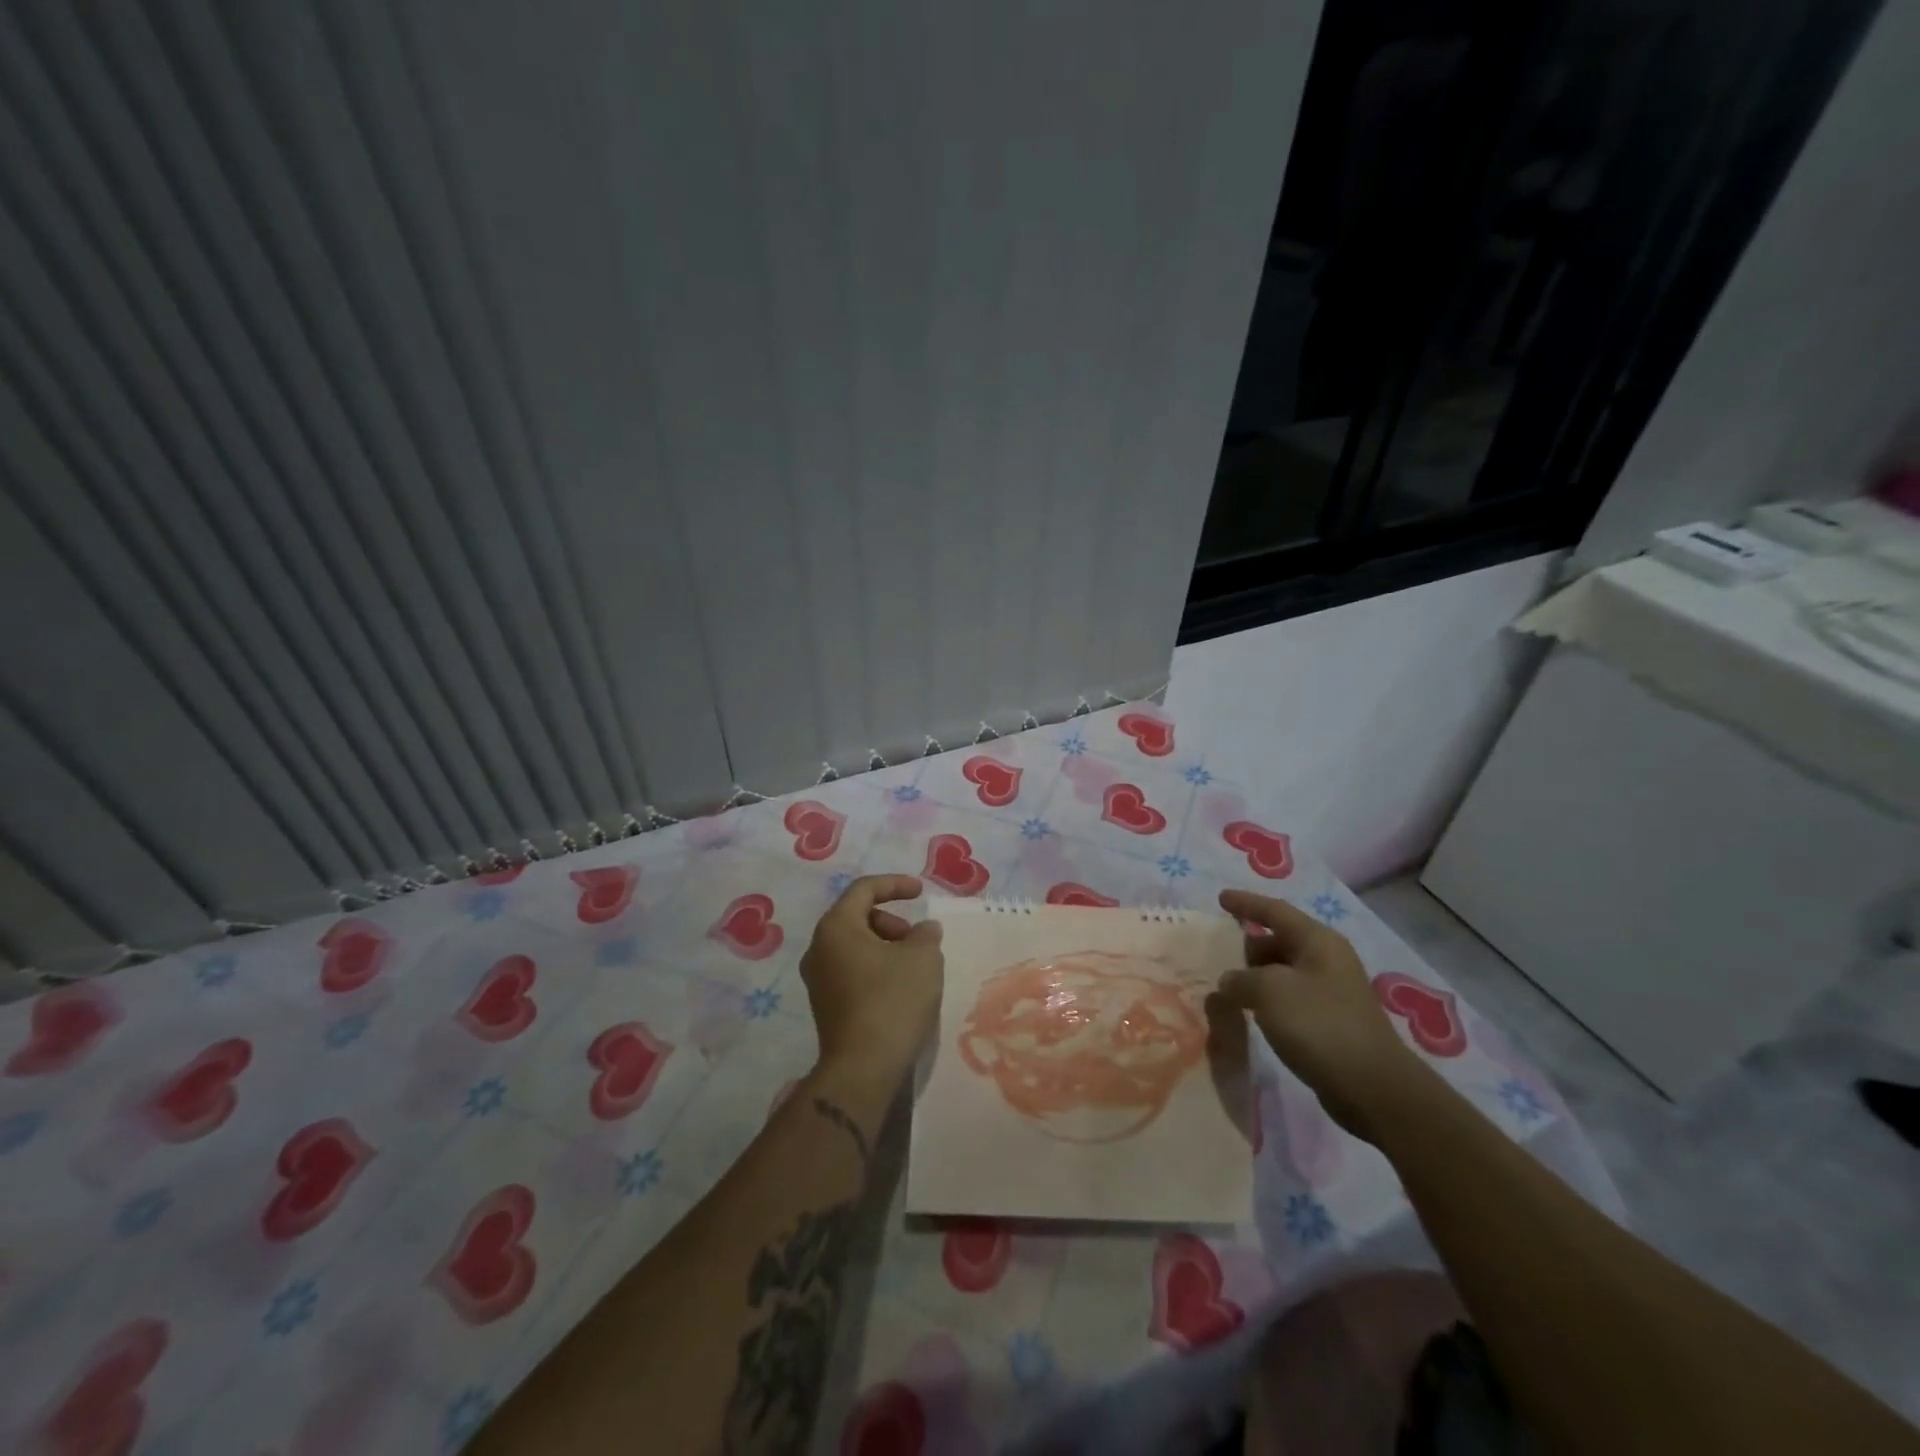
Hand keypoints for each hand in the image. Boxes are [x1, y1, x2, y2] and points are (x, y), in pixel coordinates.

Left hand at [799, 874, 944, 1086]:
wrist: (863, 1068)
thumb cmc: (892, 1000)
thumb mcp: (923, 958)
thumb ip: (926, 934)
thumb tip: (924, 930)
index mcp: (836, 927)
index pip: (864, 889)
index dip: (895, 884)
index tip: (921, 892)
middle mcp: (818, 948)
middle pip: (857, 917)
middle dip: (892, 921)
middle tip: (918, 940)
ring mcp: (817, 979)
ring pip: (855, 946)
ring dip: (886, 946)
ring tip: (914, 967)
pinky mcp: (825, 1005)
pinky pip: (852, 971)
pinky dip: (876, 968)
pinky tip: (900, 989)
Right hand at [1215, 888, 1426, 1140]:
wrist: (1373, 1088)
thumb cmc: (1319, 1024)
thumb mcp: (1268, 991)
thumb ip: (1240, 979)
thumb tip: (1230, 982)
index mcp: (1318, 941)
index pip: (1275, 911)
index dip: (1246, 903)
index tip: (1220, 898)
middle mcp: (1327, 960)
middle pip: (1279, 941)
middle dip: (1248, 946)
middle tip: (1217, 955)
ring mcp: (1332, 992)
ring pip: (1283, 972)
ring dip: (1255, 977)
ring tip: (1226, 988)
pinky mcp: (1330, 1022)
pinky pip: (1290, 999)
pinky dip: (1267, 1000)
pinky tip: (1250, 1014)